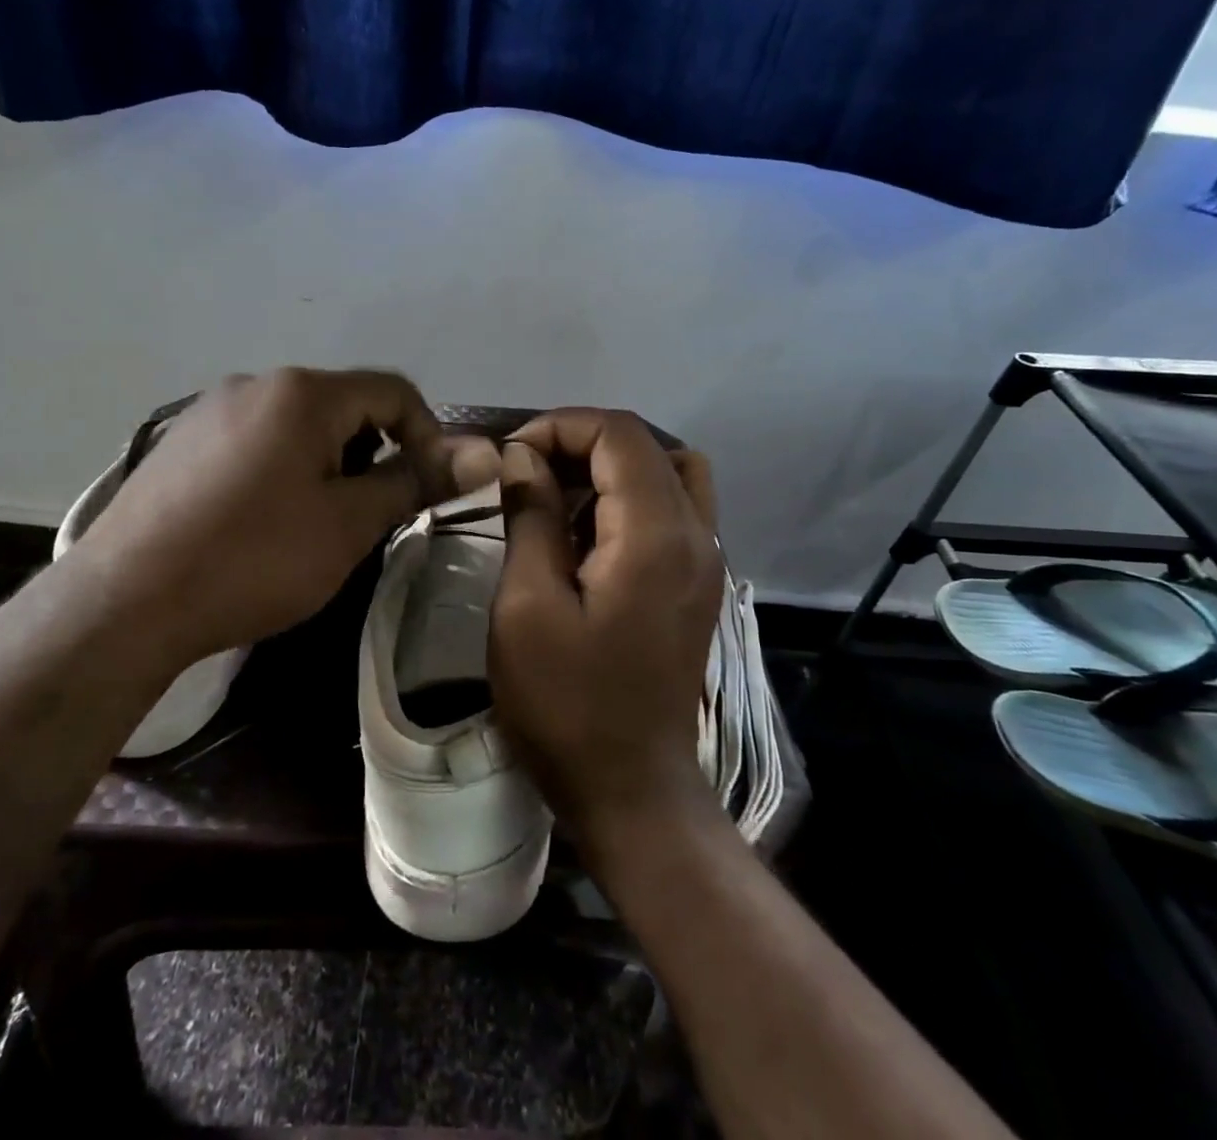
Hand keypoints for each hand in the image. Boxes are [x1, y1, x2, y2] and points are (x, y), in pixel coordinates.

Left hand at [78, 368, 454, 662]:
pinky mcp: (179, 442)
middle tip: (366, 517)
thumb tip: (486, 454)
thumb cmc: (254, 559)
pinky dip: (281, 471)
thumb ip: (416, 482)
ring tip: (312, 526)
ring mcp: (209, 410)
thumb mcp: (348, 524)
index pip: (394, 391)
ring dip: (326, 465)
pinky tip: (259, 524)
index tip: (427, 490)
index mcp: (302, 392)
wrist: (124, 602)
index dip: (428, 436)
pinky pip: (254, 442)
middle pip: (343, 407)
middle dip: (371, 455)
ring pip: (297, 426)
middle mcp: (255, 383)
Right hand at [487, 409, 724, 852]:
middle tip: (530, 472)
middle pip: (649, 445)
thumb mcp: (527, 607)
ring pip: (669, 473)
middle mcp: (697, 535)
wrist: (631, 791)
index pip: (619, 434)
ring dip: (610, 468)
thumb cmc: (568, 705)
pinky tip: (583, 536)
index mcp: (656, 535)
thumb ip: (531, 517)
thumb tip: (524, 457)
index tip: (511, 458)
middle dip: (583, 442)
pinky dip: (627, 499)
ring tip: (556, 497)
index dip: (560, 427)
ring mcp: (705, 561)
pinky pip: (671, 510)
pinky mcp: (698, 584)